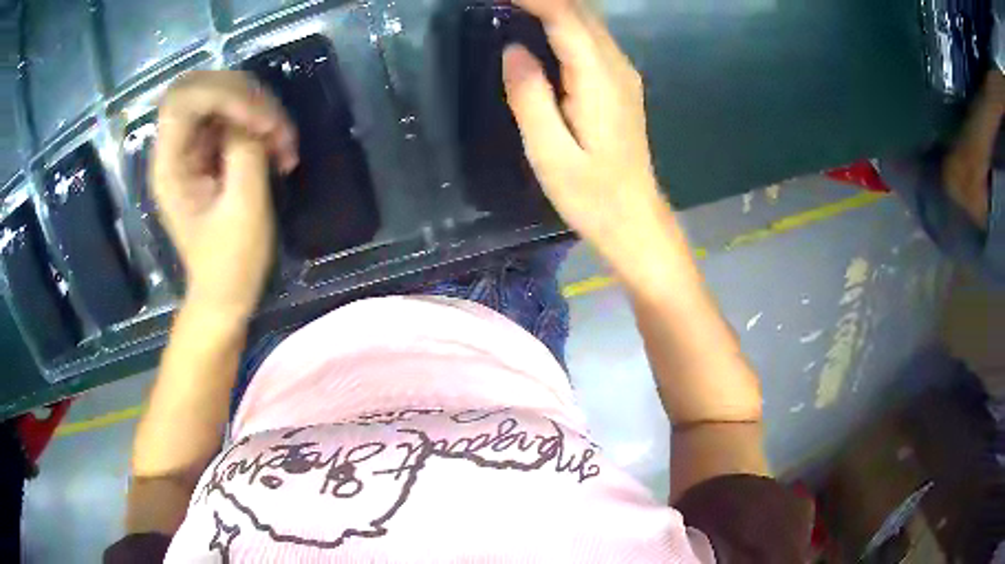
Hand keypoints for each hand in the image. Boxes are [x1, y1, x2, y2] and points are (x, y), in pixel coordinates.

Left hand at [152, 71, 297, 317]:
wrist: (226, 291)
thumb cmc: (232, 262)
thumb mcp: (243, 209)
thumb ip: (244, 152)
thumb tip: (251, 117)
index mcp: (170, 167)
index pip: (183, 100)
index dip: (224, 94)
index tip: (262, 123)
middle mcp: (174, 149)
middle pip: (202, 87)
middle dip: (245, 96)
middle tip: (276, 128)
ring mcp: (191, 148)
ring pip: (221, 95)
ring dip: (258, 109)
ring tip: (283, 143)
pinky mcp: (208, 151)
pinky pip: (233, 115)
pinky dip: (259, 122)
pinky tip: (276, 146)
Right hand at [503, 0, 664, 258]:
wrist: (635, 219)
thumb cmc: (591, 195)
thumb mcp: (549, 153)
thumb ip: (530, 97)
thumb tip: (513, 50)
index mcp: (599, 80)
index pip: (567, 18)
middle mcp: (617, 68)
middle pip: (581, 12)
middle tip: (500, 3)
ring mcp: (623, 75)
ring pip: (589, 23)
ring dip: (553, 7)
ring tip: (514, 9)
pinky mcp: (621, 84)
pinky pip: (592, 39)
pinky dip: (564, 24)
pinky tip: (540, 29)